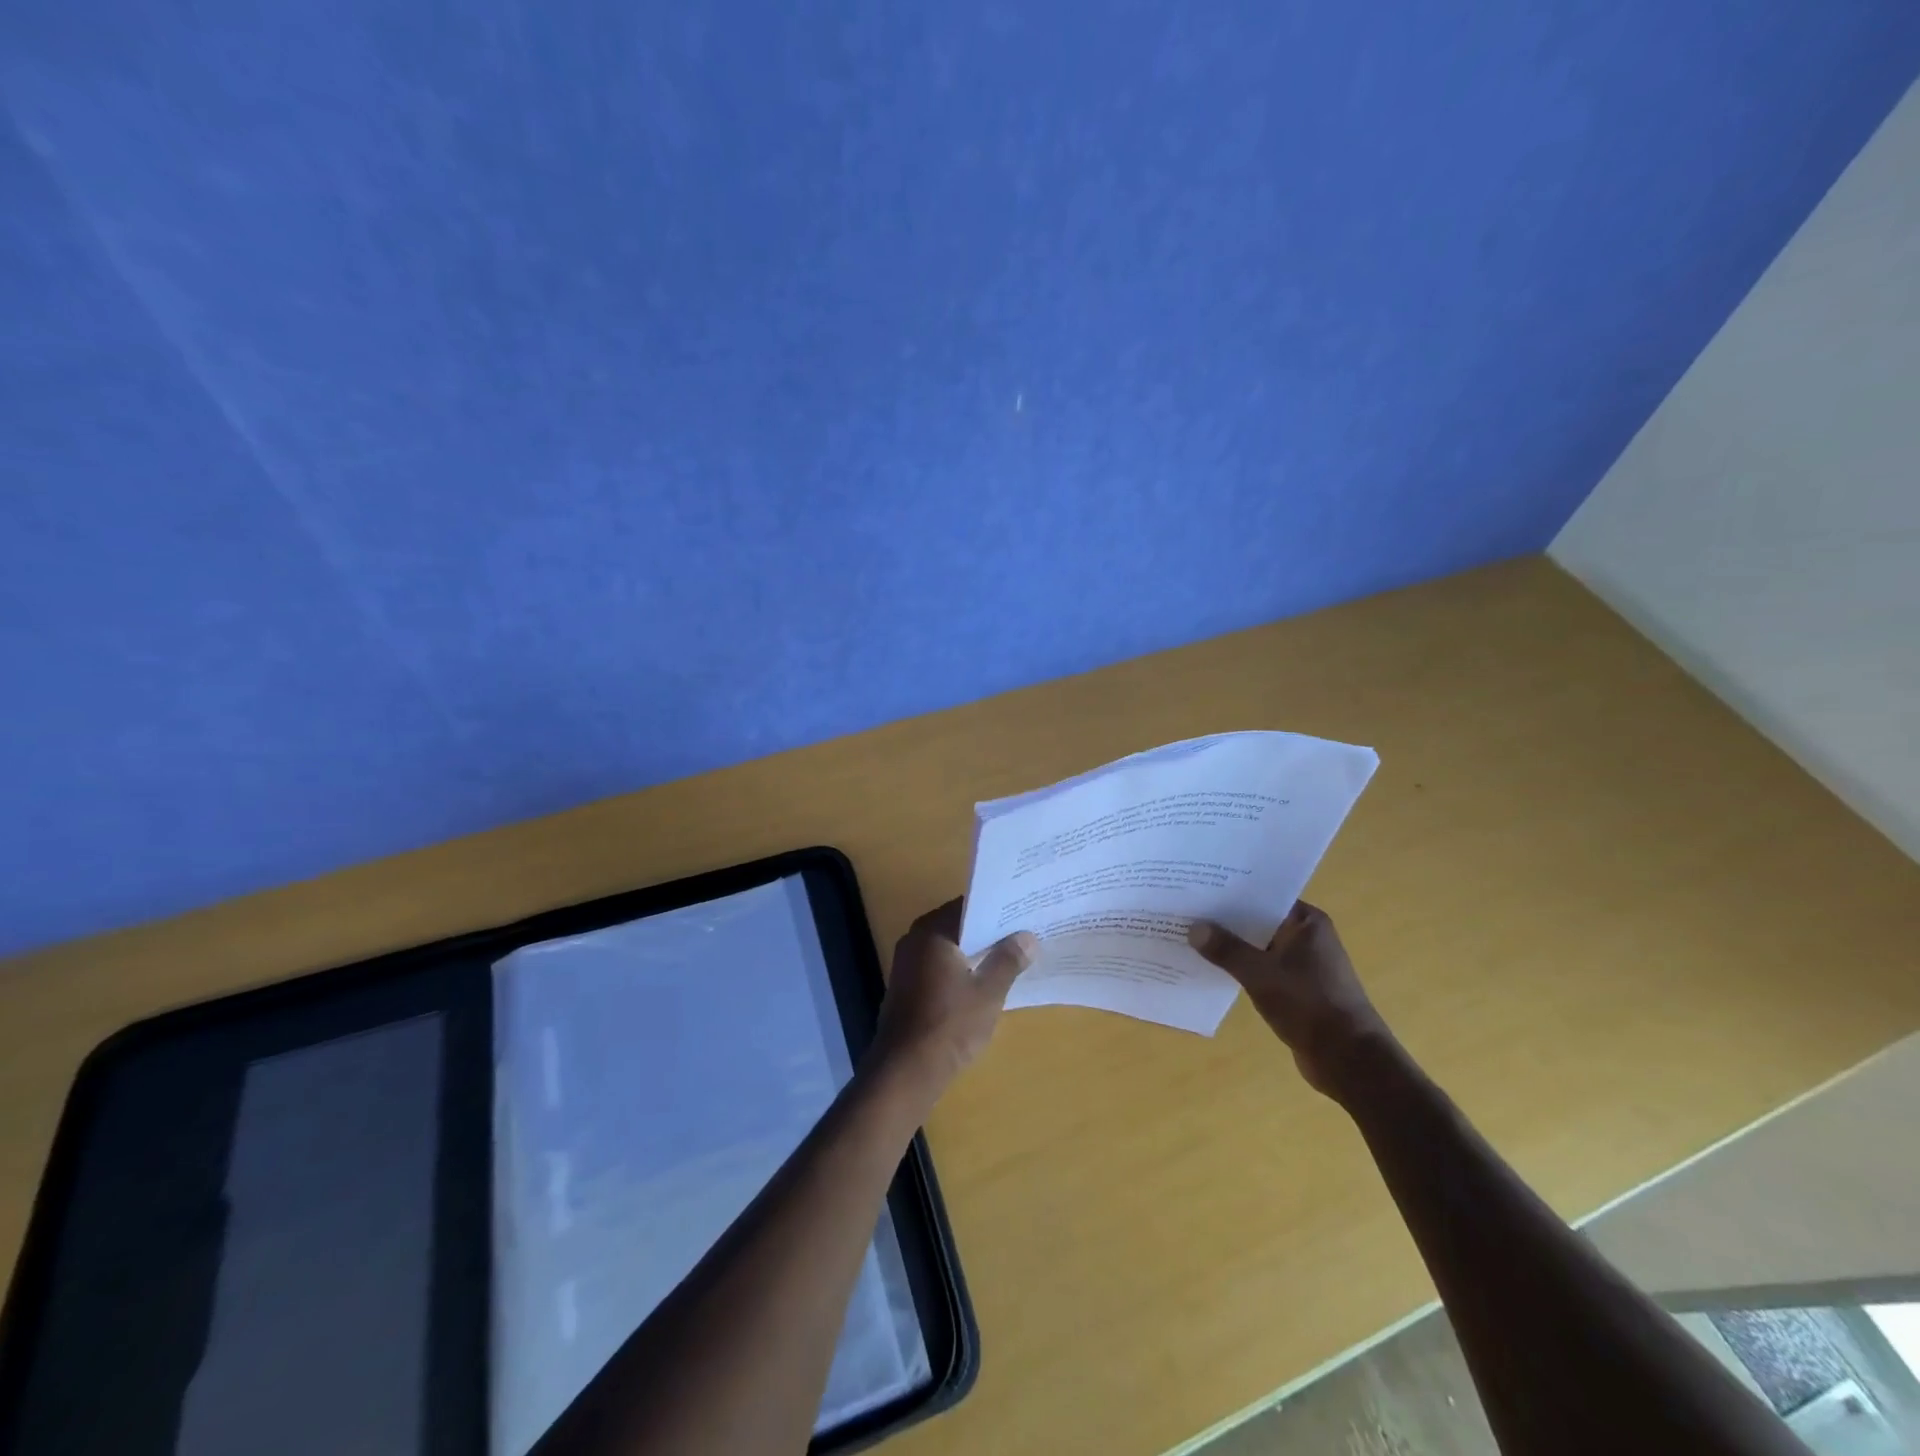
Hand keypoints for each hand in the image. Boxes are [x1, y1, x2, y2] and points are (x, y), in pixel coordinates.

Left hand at [871, 899, 1037, 1096]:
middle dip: (989, 930)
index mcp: (932, 931)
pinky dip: (961, 968)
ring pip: (949, 947)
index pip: (969, 906)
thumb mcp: (988, 993)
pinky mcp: (907, 987)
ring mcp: (907, 964)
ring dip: (975, 951)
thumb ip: (1008, 960)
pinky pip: (939, 966)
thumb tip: (1027, 937)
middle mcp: (915, 939)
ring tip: (1012, 954)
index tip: (1023, 911)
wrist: (905, 1071)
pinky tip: (984, 980)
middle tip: (1024, 931)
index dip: (997, 909)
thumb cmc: (949, 1025)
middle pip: (958, 925)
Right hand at [1188, 901, 1394, 1098]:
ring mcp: (1303, 964)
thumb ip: (1226, 949)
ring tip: (1190, 936)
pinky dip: (1240, 967)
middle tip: (1186, 909)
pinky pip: (1261, 969)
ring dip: (1231, 945)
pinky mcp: (1296, 989)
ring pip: (1258, 946)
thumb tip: (1193, 928)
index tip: (1198, 885)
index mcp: (1307, 922)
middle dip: (1225, 919)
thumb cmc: (1309, 1005)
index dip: (1231, 890)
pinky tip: (1211, 968)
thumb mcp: (1260, 974)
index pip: (1263, 895)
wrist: (1348, 1060)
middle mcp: (1307, 937)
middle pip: (1258, 920)